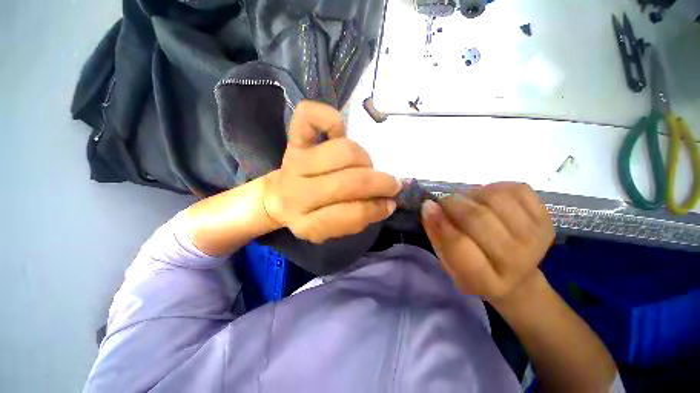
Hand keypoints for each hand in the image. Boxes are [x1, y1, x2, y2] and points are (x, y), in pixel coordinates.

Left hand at [262, 101, 400, 243]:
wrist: (279, 198)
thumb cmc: (313, 213)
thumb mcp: (333, 228)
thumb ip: (359, 218)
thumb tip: (388, 202)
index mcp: (307, 224)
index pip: (347, 216)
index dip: (374, 209)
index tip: (389, 204)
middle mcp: (298, 195)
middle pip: (347, 183)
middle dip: (377, 183)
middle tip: (390, 184)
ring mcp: (295, 164)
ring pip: (342, 152)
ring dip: (363, 158)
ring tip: (366, 165)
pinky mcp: (293, 141)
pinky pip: (309, 117)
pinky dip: (329, 118)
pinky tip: (339, 130)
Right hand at [421, 183, 553, 305]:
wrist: (516, 277)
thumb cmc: (474, 270)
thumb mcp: (447, 261)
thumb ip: (435, 234)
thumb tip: (429, 206)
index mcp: (486, 280)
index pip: (459, 246)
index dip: (440, 222)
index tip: (428, 206)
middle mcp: (515, 261)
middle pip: (478, 219)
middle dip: (453, 203)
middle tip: (446, 203)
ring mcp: (535, 238)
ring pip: (496, 198)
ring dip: (473, 194)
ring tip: (469, 203)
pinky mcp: (546, 220)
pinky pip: (517, 189)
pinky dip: (496, 188)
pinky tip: (488, 199)